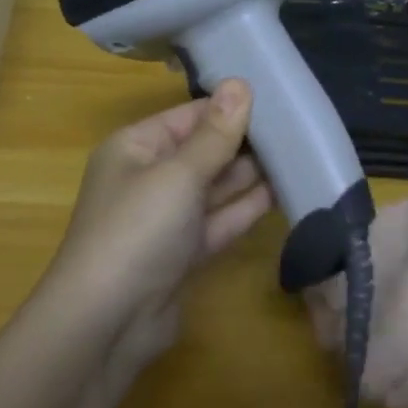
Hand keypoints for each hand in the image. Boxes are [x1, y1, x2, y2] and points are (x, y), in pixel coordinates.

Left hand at [34, 80, 273, 374]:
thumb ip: (215, 134)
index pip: (190, 115)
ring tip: (301, 152)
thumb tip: (241, 83)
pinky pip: (221, 220)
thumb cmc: (137, 231)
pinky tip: (285, 190)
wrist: (106, 324)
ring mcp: (168, 218)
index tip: (280, 97)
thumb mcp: (178, 174)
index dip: (231, 106)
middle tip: (300, 125)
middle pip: (205, 150)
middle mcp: (150, 177)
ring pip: (216, 187)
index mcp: (136, 147)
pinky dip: (248, 208)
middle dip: (246, 140)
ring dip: (252, 174)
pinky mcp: (185, 253)